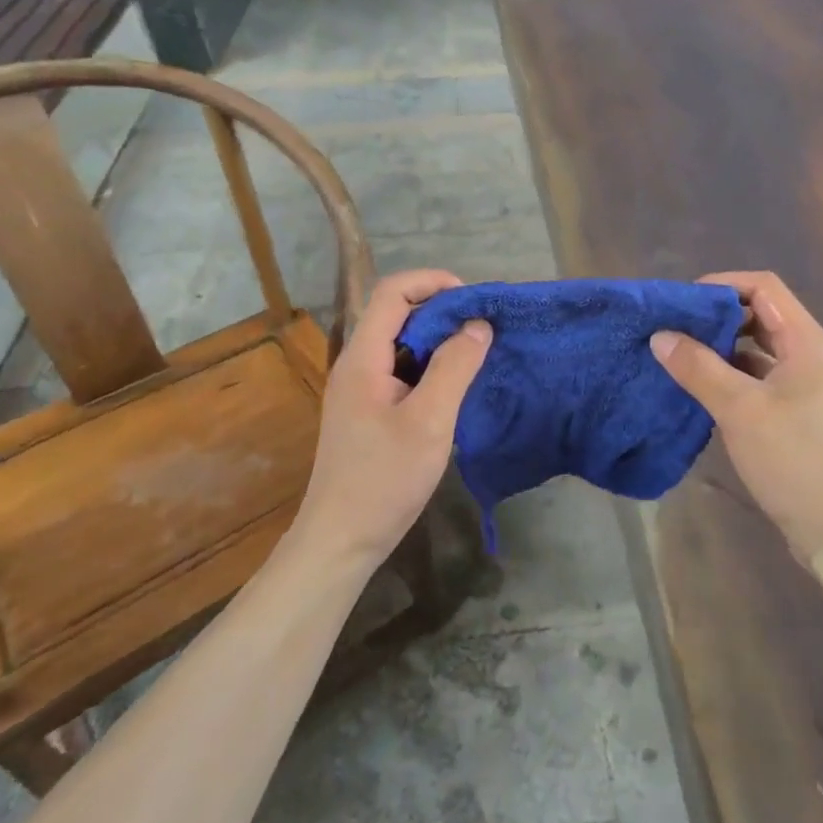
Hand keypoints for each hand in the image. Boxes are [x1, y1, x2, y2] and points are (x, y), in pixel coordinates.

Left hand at [294, 270, 491, 568]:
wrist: (341, 539)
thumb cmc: (384, 479)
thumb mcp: (430, 421)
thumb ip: (454, 368)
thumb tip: (478, 325)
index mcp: (363, 358)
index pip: (391, 293)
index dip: (431, 282)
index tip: (472, 299)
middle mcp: (356, 365)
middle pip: (395, 315)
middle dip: (440, 311)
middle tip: (482, 329)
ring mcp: (359, 390)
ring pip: (400, 344)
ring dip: (437, 341)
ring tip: (475, 354)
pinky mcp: (367, 412)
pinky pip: (400, 371)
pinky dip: (429, 367)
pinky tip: (454, 387)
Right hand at [650, 271, 822, 562]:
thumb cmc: (794, 461)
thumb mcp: (740, 410)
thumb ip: (698, 368)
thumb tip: (660, 335)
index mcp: (810, 343)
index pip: (765, 288)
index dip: (723, 284)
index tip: (683, 302)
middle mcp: (815, 355)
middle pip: (764, 315)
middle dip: (719, 316)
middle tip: (676, 328)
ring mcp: (811, 386)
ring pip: (762, 348)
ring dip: (725, 347)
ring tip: (683, 355)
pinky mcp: (803, 412)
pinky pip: (765, 377)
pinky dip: (735, 374)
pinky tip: (705, 388)